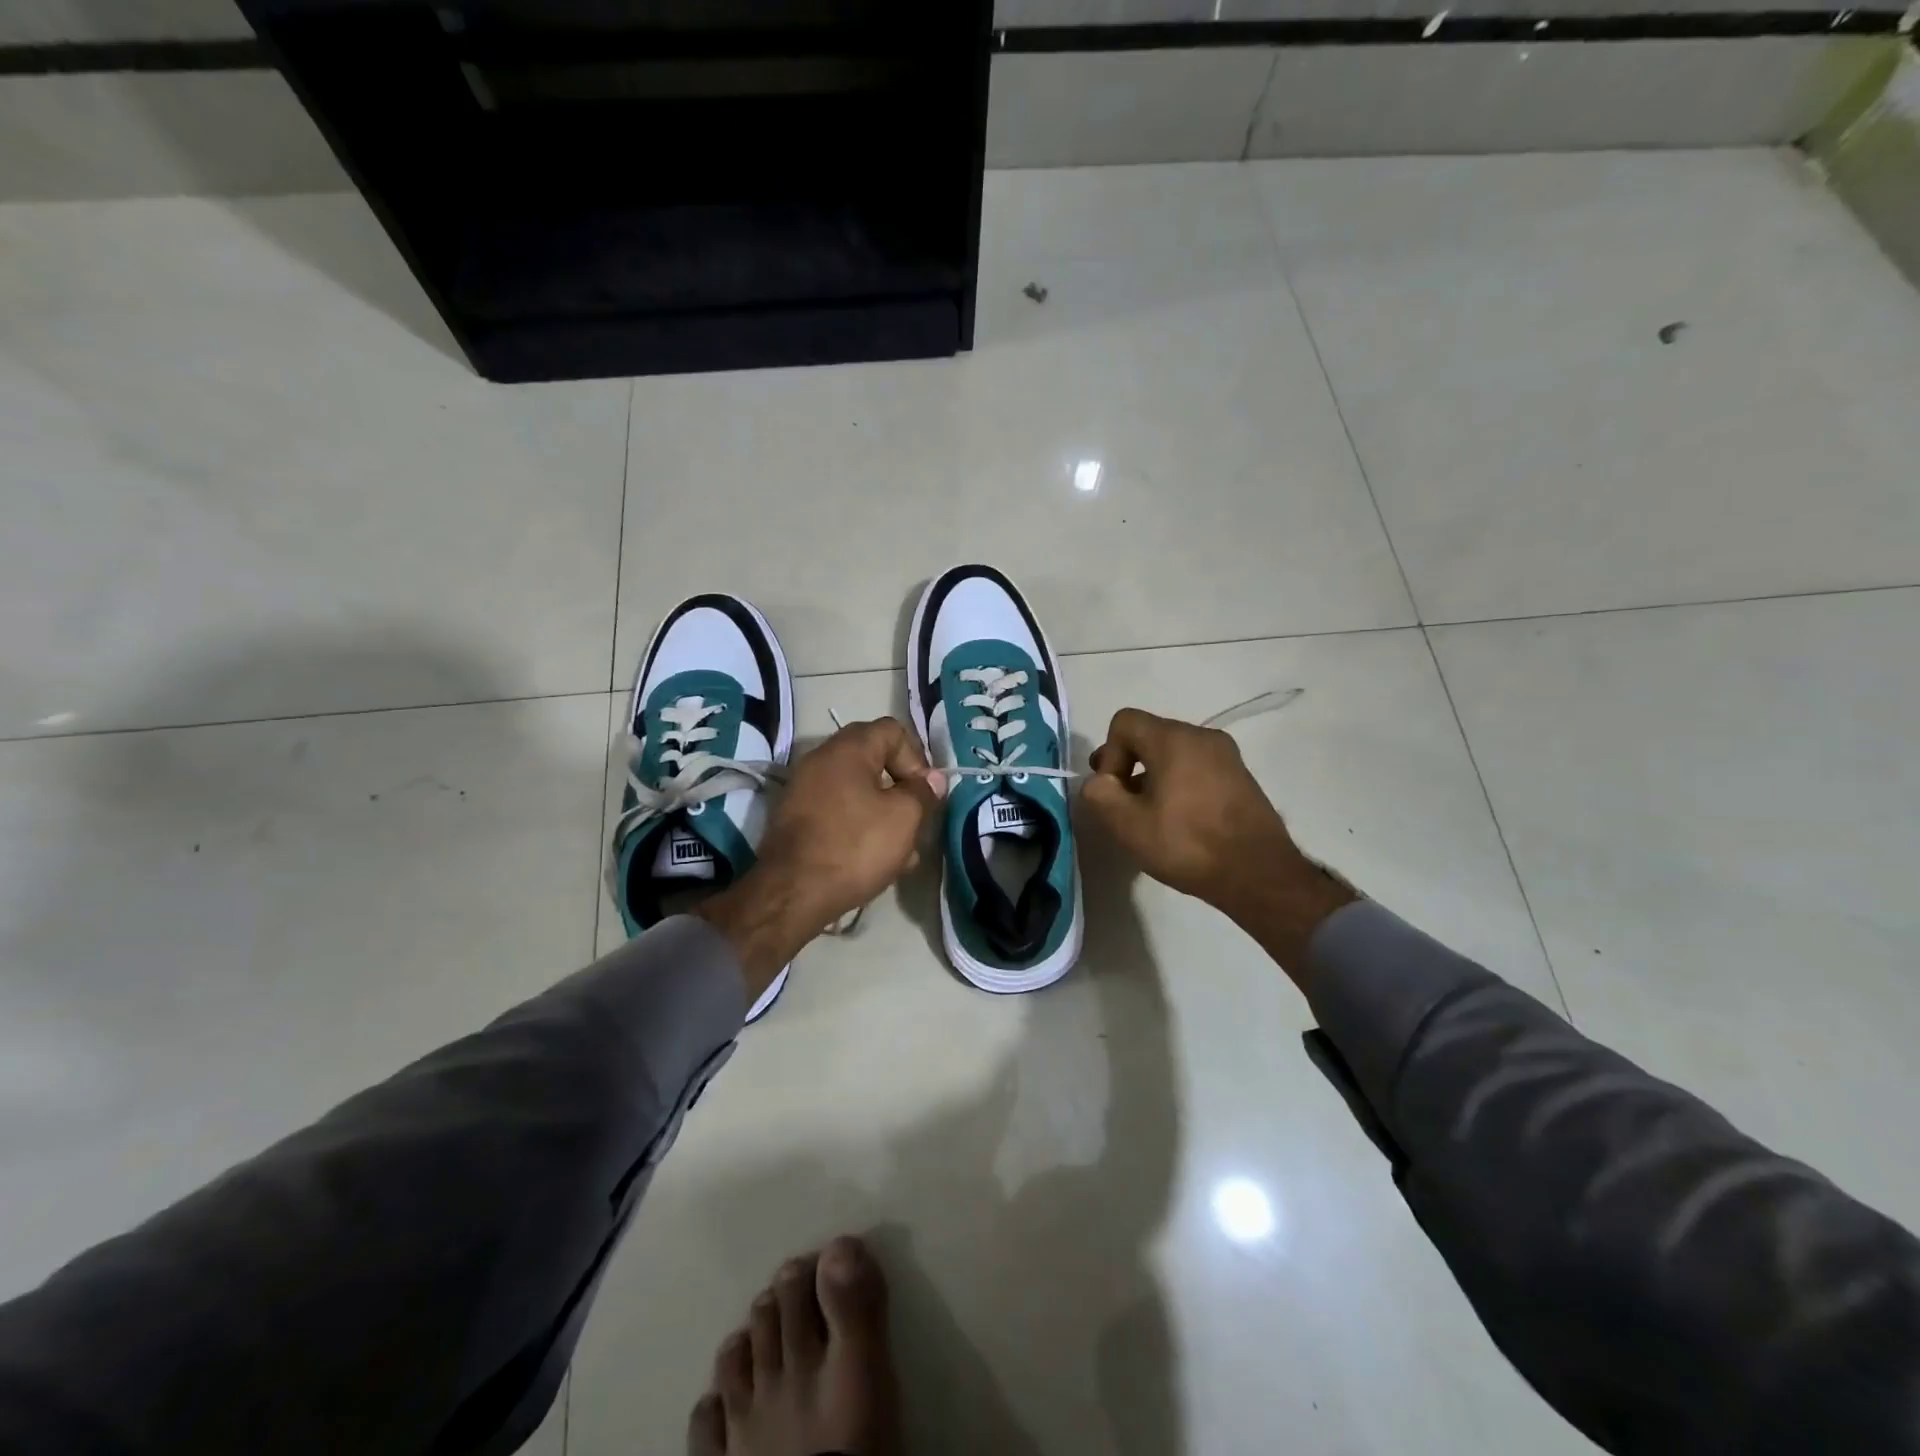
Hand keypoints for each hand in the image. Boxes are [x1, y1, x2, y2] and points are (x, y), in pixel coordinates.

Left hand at [698, 719, 945, 996]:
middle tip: (915, 821)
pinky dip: (859, 827)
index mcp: (848, 748)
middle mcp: (821, 759)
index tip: (924, 793)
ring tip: (901, 851)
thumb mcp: (904, 818)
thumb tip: (932, 779)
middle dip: (901, 790)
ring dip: (883, 814)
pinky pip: (838, 811)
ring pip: (858, 791)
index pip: (893, 731)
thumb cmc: (855, 846)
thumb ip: (923, 793)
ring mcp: (804, 789)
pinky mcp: (796, 818)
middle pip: (874, 761)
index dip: (917, 758)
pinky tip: (874, 860)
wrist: (791, 893)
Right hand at [1080, 708, 1295, 914]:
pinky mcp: (1240, 777)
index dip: (1109, 754)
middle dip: (1129, 766)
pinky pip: (1197, 768)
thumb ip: (1099, 794)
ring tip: (1153, 818)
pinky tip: (1182, 822)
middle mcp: (1202, 736)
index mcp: (1174, 739)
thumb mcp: (1127, 824)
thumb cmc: (1188, 844)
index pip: (1124, 722)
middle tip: (1126, 806)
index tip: (1116, 792)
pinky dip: (1180, 785)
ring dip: (1154, 778)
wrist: (1258, 874)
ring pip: (1174, 753)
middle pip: (1149, 736)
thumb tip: (1100, 782)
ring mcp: (1227, 756)